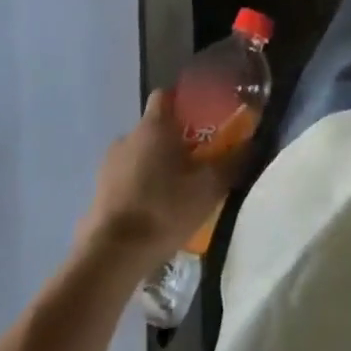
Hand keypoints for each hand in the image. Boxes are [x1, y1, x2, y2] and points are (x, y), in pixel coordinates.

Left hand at [76, 91, 252, 272]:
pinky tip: (154, 211)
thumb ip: (232, 161)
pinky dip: (139, 187)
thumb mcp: (209, 187)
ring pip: (139, 154)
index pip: (166, 95)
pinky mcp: (98, 192)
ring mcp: (108, 165)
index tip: (201, 118)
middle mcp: (127, 137)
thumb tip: (253, 141)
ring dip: (155, 165)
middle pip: (154, 127)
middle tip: (197, 161)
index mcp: (153, 125)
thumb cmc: (163, 209)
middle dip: (174, 140)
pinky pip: (125, 179)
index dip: (183, 102)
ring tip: (176, 191)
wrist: (111, 256)